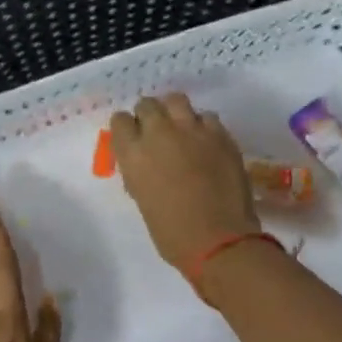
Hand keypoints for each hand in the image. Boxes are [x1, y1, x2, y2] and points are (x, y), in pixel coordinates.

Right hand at [108, 94, 260, 270]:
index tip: (132, 139)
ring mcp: (192, 130)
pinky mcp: (221, 135)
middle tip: (156, 133)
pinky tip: (205, 142)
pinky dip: (202, 126)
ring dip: (174, 112)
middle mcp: (159, 133)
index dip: (127, 129)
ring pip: (177, 100)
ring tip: (180, 129)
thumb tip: (144, 162)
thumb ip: (139, 171)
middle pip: (148, 104)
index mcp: (133, 153)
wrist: (218, 240)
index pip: (120, 121)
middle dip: (149, 115)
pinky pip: (207, 117)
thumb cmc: (171, 232)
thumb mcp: (142, 198)